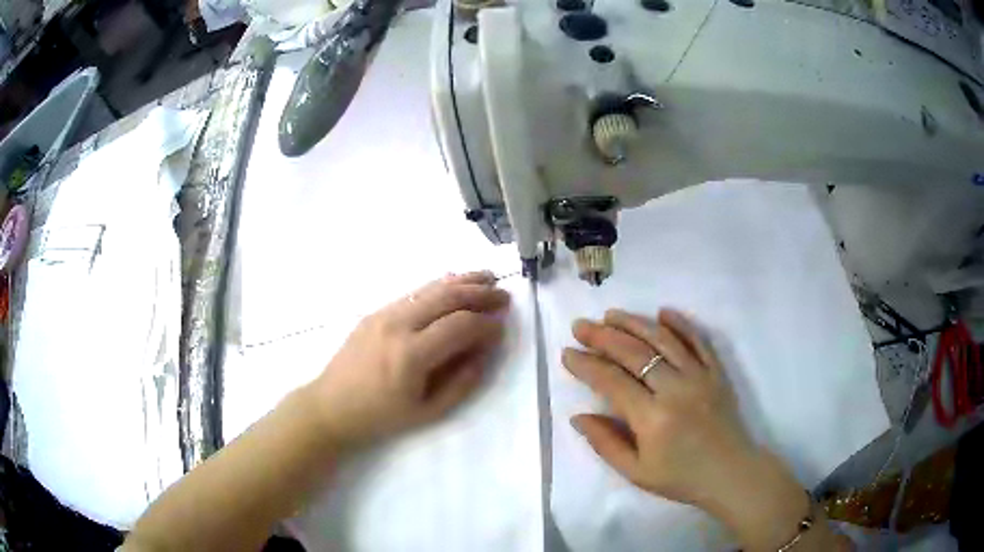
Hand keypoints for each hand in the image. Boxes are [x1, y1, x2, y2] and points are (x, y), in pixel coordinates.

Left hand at [306, 271, 509, 449]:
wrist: (331, 406)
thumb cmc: (381, 417)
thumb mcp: (428, 412)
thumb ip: (462, 381)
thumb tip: (485, 350)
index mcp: (411, 355)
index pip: (460, 325)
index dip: (487, 323)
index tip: (503, 326)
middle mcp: (398, 325)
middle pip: (447, 296)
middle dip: (480, 293)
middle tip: (504, 296)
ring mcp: (384, 313)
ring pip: (430, 288)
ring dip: (463, 281)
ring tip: (488, 278)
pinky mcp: (375, 311)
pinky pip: (414, 292)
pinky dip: (439, 285)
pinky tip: (454, 284)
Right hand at [564, 309, 838, 550]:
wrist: (730, 473)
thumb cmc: (681, 478)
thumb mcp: (636, 472)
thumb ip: (605, 443)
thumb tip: (578, 417)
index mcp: (652, 418)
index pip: (611, 382)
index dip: (587, 366)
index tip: (567, 354)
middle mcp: (675, 389)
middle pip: (634, 353)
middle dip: (603, 337)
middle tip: (581, 326)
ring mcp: (699, 376)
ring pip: (663, 339)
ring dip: (635, 323)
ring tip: (611, 315)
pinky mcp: (716, 372)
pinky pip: (699, 341)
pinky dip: (681, 324)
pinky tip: (663, 311)